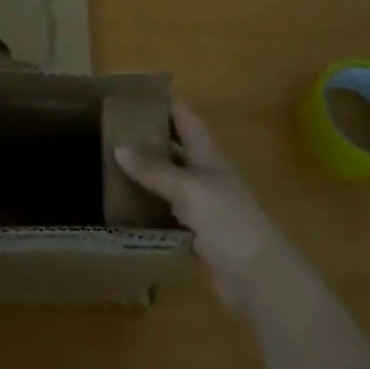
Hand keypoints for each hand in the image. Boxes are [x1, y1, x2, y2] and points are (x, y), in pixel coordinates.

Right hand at [114, 100, 296, 314]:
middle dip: (151, 135)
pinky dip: (148, 207)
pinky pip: (166, 212)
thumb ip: (155, 170)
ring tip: (112, 162)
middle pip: (176, 147)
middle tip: (114, 127)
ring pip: (169, 180)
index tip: (138, 91)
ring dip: (147, 172)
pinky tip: (125, 207)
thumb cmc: (229, 222)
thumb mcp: (190, 190)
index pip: (187, 119)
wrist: (257, 277)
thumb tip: (118, 147)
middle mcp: (205, 176)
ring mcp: (202, 206)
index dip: (168, 102)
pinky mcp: (196, 234)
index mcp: (208, 156)